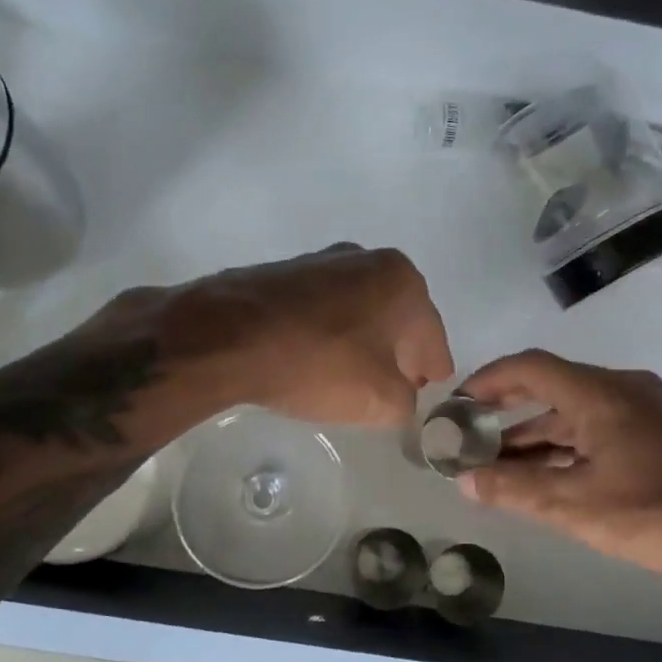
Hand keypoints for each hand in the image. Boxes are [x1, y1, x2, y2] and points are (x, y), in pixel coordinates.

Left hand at [159, 245, 454, 426]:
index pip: (432, 337)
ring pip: (360, 309)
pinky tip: (317, 356)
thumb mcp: (381, 400)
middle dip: (400, 351)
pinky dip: (330, 331)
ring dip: (363, 340)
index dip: (432, 369)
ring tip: (354, 374)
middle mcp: (368, 259)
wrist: (228, 335)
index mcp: (403, 282)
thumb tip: (400, 398)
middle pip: (398, 317)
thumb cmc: (318, 364)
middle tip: (396, 385)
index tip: (428, 388)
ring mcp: (323, 260)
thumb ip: (406, 403)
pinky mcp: (285, 271)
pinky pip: (324, 308)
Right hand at [457, 350, 661, 598]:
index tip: (457, 401)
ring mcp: (644, 410)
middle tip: (469, 429)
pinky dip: (565, 445)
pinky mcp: (657, 434)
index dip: (488, 380)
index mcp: (602, 394)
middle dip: (506, 409)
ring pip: (575, 411)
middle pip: (551, 386)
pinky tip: (543, 473)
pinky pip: (597, 427)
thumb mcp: (573, 505)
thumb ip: (514, 489)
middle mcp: (623, 389)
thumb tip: (464, 481)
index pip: (530, 367)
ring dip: (535, 433)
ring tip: (496, 461)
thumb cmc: (652, 516)